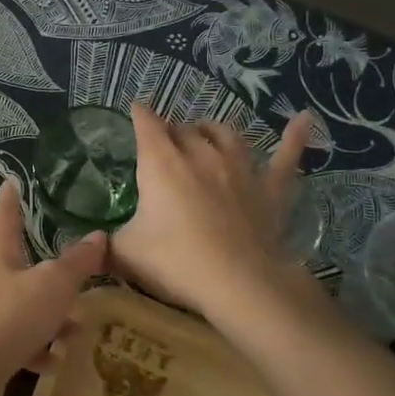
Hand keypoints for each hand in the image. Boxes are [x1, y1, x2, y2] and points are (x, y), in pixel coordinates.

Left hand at [0, 180, 107, 395]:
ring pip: (22, 305)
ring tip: (74, 331)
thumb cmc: (8, 316)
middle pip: (18, 263)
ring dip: (48, 317)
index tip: (11, 181)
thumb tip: (99, 235)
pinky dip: (36, 347)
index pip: (5, 214)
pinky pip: (16, 339)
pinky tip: (52, 361)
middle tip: (73, 273)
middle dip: (48, 271)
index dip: (11, 197)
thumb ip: (77, 262)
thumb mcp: (52, 286)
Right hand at [111, 103, 318, 331]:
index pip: (146, 124)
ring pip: (225, 135)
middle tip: (164, 144)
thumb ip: (105, 243)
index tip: (135, 111)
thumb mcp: (125, 253)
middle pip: (183, 129)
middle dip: (171, 131)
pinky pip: (286, 157)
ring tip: (205, 133)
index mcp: (161, 163)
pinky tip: (305, 119)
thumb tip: (89, 244)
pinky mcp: (269, 189)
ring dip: (212, 130)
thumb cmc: (176, 262)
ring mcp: (239, 169)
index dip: (139, 115)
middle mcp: (200, 155)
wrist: (239, 284)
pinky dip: (294, 137)